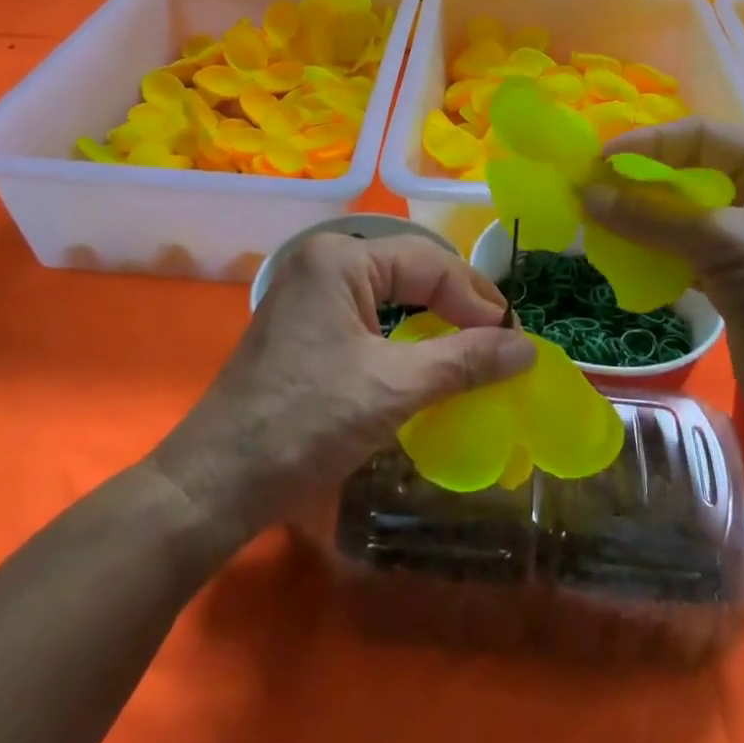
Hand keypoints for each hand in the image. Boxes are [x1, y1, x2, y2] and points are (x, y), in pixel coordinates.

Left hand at [156, 233, 535, 534]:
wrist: (216, 484)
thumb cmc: (306, 424)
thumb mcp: (394, 388)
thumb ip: (465, 361)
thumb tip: (528, 348)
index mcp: (340, 257)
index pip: (429, 263)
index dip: (476, 299)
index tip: (514, 339)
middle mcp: (322, 260)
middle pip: (410, 269)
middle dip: (457, 302)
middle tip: (499, 339)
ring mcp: (308, 291)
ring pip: (390, 290)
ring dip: (433, 315)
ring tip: (473, 343)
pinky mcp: (303, 323)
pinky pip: (368, 312)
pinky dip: (403, 329)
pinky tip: (425, 351)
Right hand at [583, 119, 743, 442]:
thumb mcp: (727, 247)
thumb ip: (652, 219)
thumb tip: (586, 194)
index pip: (702, 137)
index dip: (648, 144)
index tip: (598, 162)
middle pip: (688, 173)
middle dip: (639, 183)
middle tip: (589, 193)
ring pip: (680, 215)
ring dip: (640, 219)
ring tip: (596, 225)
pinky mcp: (733, 277)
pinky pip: (681, 251)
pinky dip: (651, 252)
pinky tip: (621, 259)